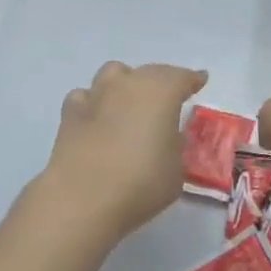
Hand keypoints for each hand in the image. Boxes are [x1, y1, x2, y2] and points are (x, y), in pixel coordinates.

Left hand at [37, 61, 207, 245]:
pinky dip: (94, 102)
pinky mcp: (69, 114)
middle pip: (149, 71)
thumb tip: (169, 137)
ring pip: (113, 74)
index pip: (182, 77)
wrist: (82, 199)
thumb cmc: (141, 183)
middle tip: (168, 98)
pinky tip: (97, 118)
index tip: (200, 81)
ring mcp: (96, 95)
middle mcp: (129, 84)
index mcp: (161, 92)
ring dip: (125, 83)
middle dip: (161, 81)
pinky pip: (86, 96)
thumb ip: (175, 147)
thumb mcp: (176, 170)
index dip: (192, 79)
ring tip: (129, 103)